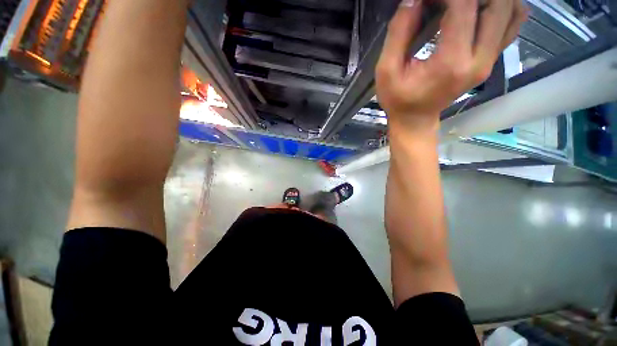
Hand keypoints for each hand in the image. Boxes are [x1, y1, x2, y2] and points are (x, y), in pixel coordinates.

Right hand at [376, 0, 527, 134]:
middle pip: (498, 3)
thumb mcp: (387, 71)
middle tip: (446, 1)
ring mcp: (490, 60)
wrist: (415, 119)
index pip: (463, 6)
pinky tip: (482, 7)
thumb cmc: (398, 99)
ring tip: (464, 4)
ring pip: (513, 10)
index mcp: (450, 63)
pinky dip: (504, 6)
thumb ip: (399, 32)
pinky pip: (513, 23)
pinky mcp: (491, 60)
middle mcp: (480, 59)